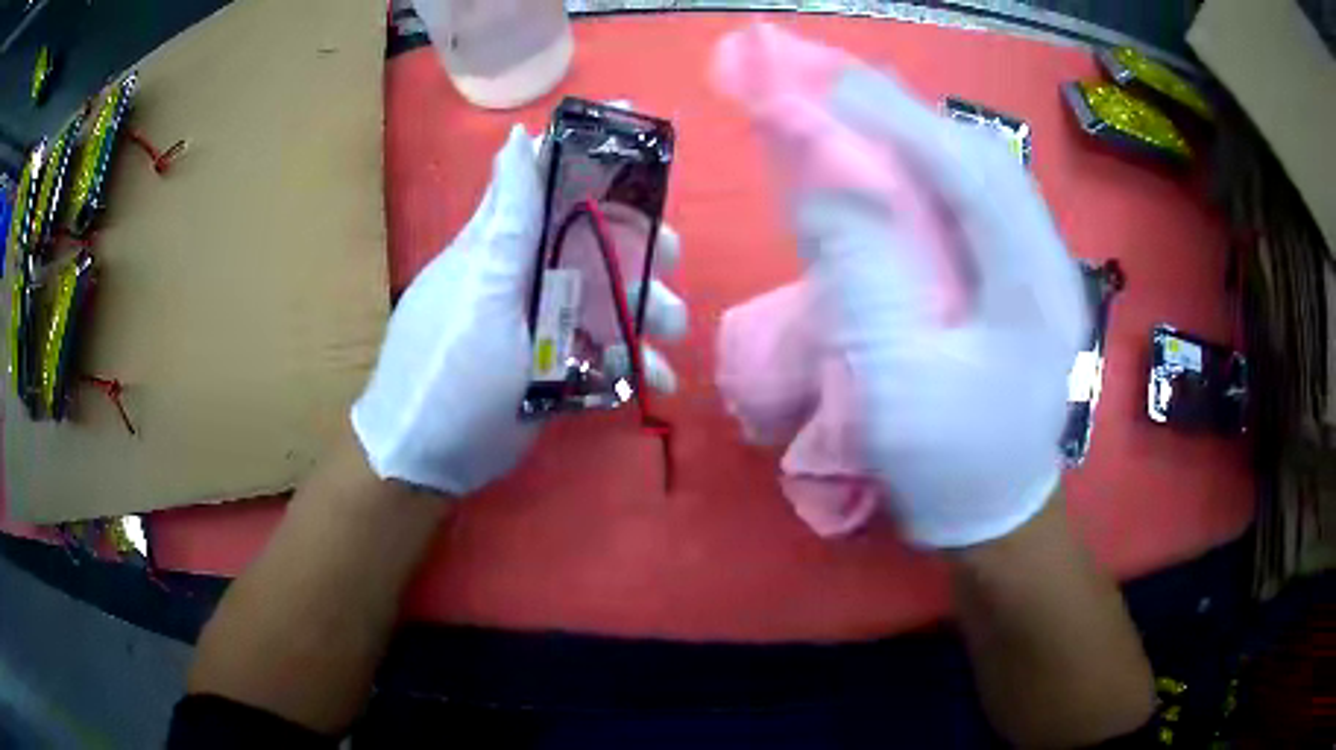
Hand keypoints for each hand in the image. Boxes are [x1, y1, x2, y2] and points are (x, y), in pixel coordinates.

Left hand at [351, 125, 685, 494]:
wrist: (428, 460)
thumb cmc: (448, 372)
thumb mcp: (480, 293)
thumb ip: (508, 223)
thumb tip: (518, 137)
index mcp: (506, 245)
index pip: (551, 179)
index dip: (595, 154)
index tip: (644, 138)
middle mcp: (527, 272)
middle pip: (594, 239)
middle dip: (639, 245)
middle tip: (670, 260)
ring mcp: (543, 321)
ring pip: (609, 295)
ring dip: (648, 309)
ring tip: (672, 334)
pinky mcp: (557, 364)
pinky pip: (606, 349)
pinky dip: (634, 360)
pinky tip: (656, 379)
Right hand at [790, 68, 1087, 546]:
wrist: (990, 514)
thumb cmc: (945, 463)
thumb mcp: (893, 382)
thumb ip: (863, 275)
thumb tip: (826, 181)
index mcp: (1032, 291)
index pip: (973, 175)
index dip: (904, 124)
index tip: (835, 93)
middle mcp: (1048, 266)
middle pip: (986, 164)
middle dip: (914, 122)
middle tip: (843, 98)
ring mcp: (1040, 272)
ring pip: (985, 180)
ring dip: (924, 143)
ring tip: (864, 122)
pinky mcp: (1021, 283)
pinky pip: (979, 209)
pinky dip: (934, 178)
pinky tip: (899, 174)